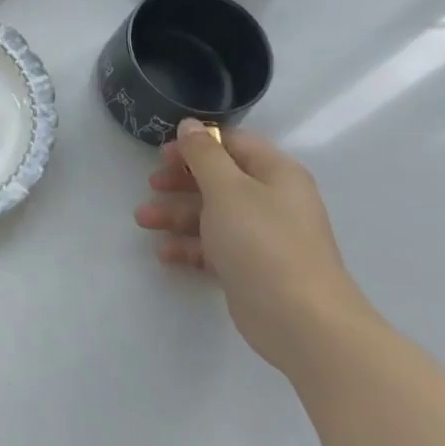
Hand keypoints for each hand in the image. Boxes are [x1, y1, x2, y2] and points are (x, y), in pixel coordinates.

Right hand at [136, 120, 368, 373]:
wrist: (301, 320)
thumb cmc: (262, 241)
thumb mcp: (227, 188)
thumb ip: (203, 154)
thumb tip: (190, 125)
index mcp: (275, 173)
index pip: (233, 144)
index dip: (196, 144)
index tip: (162, 154)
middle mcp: (272, 200)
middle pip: (219, 179)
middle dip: (181, 182)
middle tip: (151, 186)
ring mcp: (262, 236)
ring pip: (212, 214)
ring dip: (176, 214)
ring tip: (144, 221)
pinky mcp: (251, 267)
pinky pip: (214, 246)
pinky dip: (189, 246)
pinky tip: (164, 253)